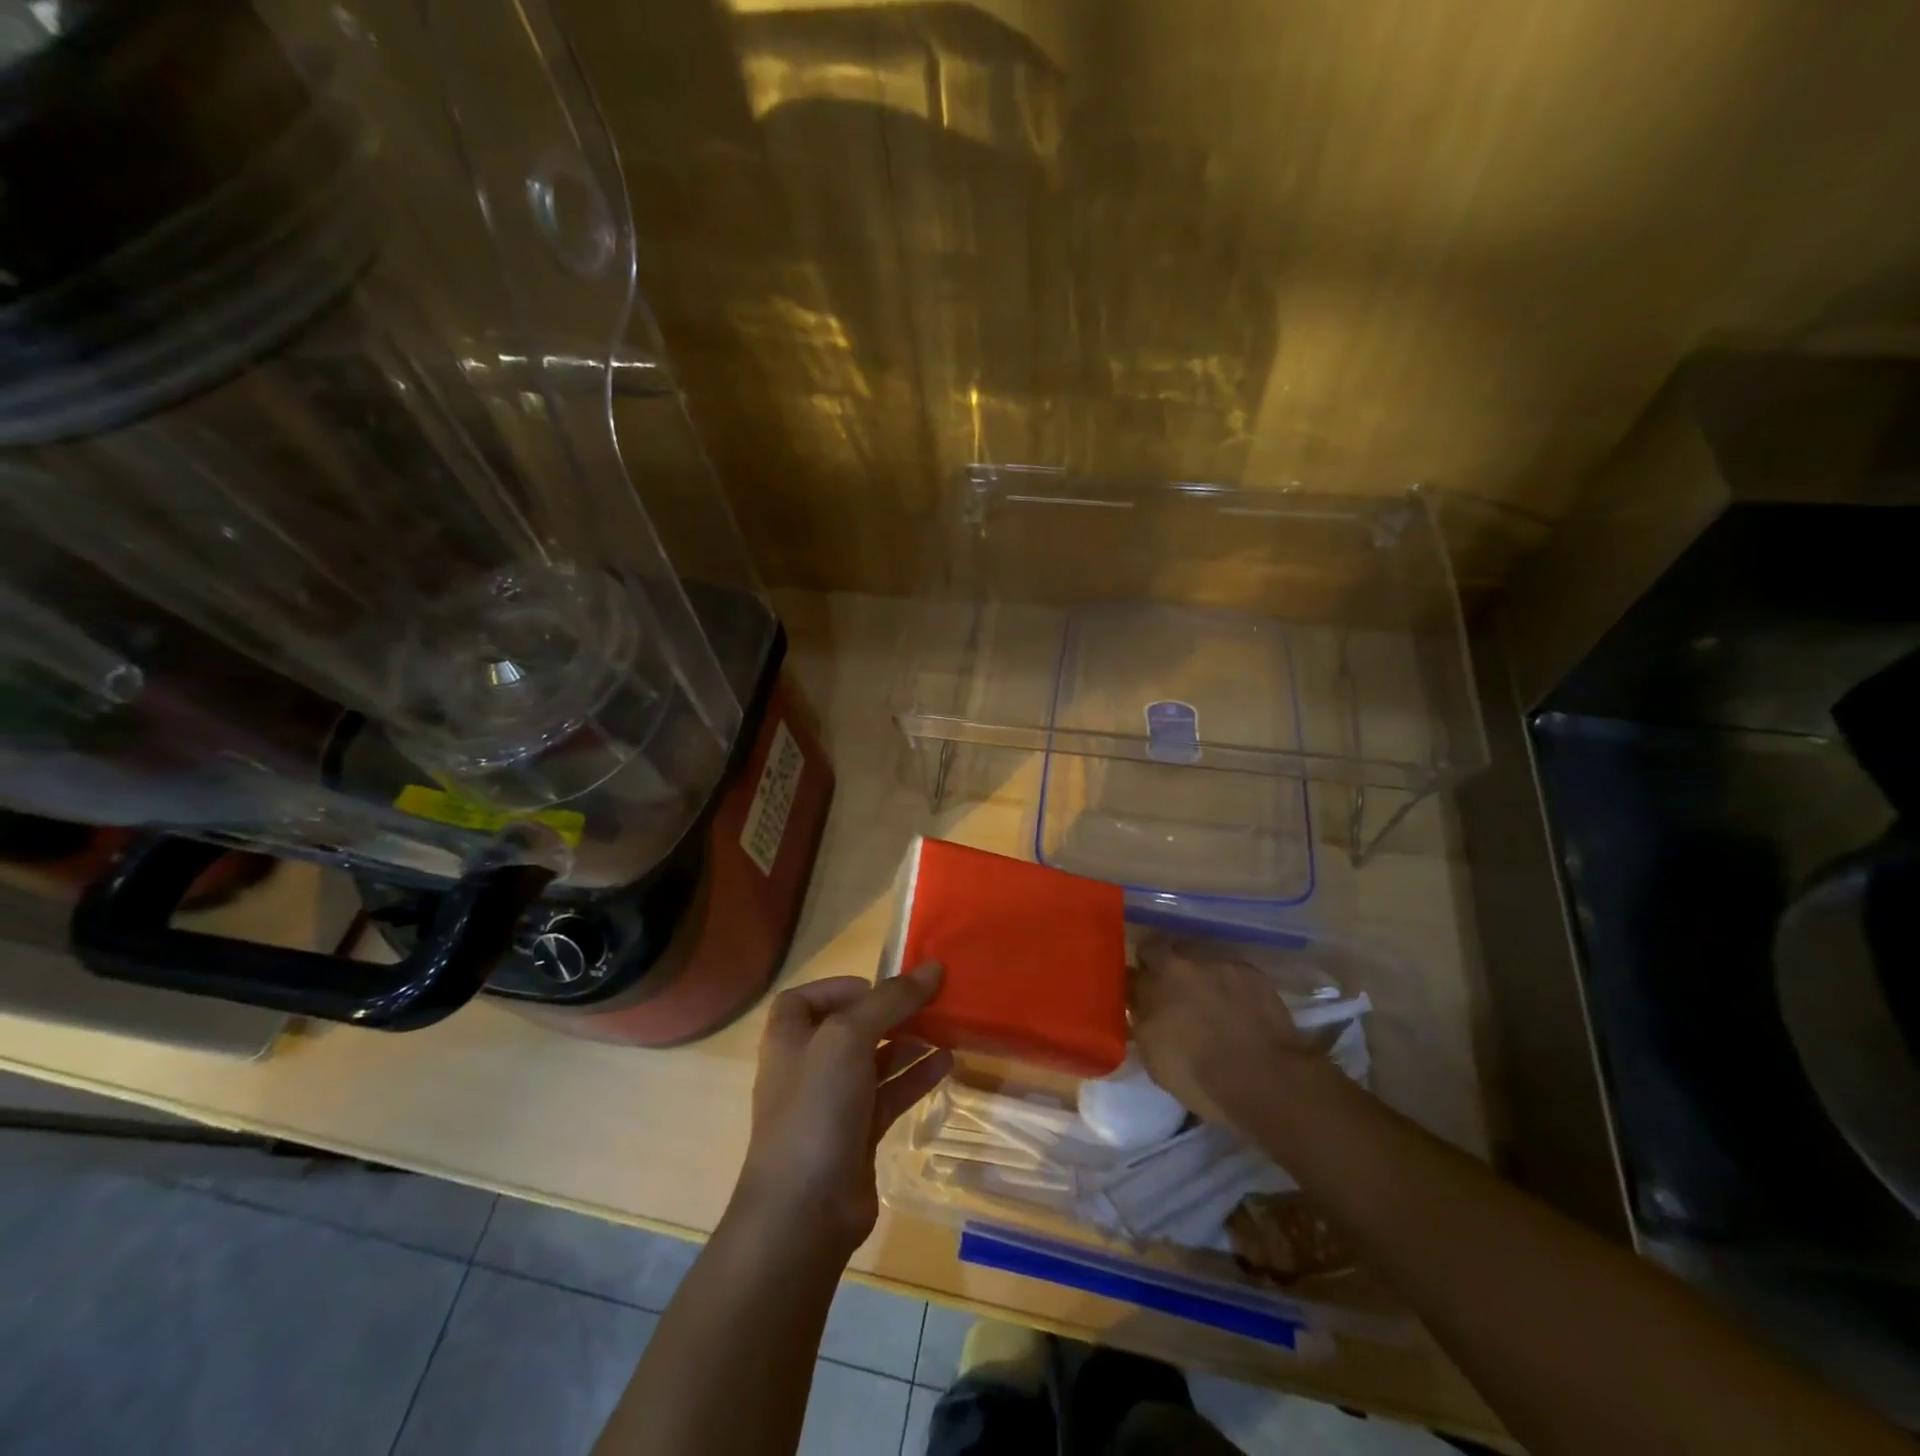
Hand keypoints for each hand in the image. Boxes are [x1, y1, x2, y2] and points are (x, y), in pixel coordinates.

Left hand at [734, 965, 953, 1257]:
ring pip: (874, 1060)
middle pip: (849, 1026)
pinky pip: (889, 1094)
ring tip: (945, 1028)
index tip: (879, 988)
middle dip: (888, 1013)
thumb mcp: (848, 1038)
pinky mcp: (857, 1133)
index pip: (809, 997)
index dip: (841, 988)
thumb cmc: (816, 1107)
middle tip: (928, 1003)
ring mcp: (832, 1102)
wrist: (804, 1210)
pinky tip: (947, 1064)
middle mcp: (807, 1065)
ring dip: (907, 1043)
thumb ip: (890, 1000)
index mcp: (789, 1036)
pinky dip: (915, 1077)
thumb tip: (933, 967)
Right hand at [1128, 938, 1326, 1133]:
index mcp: (1149, 990)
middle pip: (1155, 949)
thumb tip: (1139, 1011)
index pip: (1127, 973)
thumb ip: (1142, 1026)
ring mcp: (1213, 963)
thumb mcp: (1156, 1061)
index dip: (1132, 984)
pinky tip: (1239, 1006)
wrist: (1265, 1080)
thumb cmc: (1202, 1080)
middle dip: (1157, 963)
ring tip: (1208, 998)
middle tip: (1168, 988)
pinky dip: (1228, 983)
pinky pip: (1228, 969)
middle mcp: (1176, 967)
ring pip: (1194, 957)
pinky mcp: (1246, 969)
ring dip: (1194, 973)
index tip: (1137, 995)